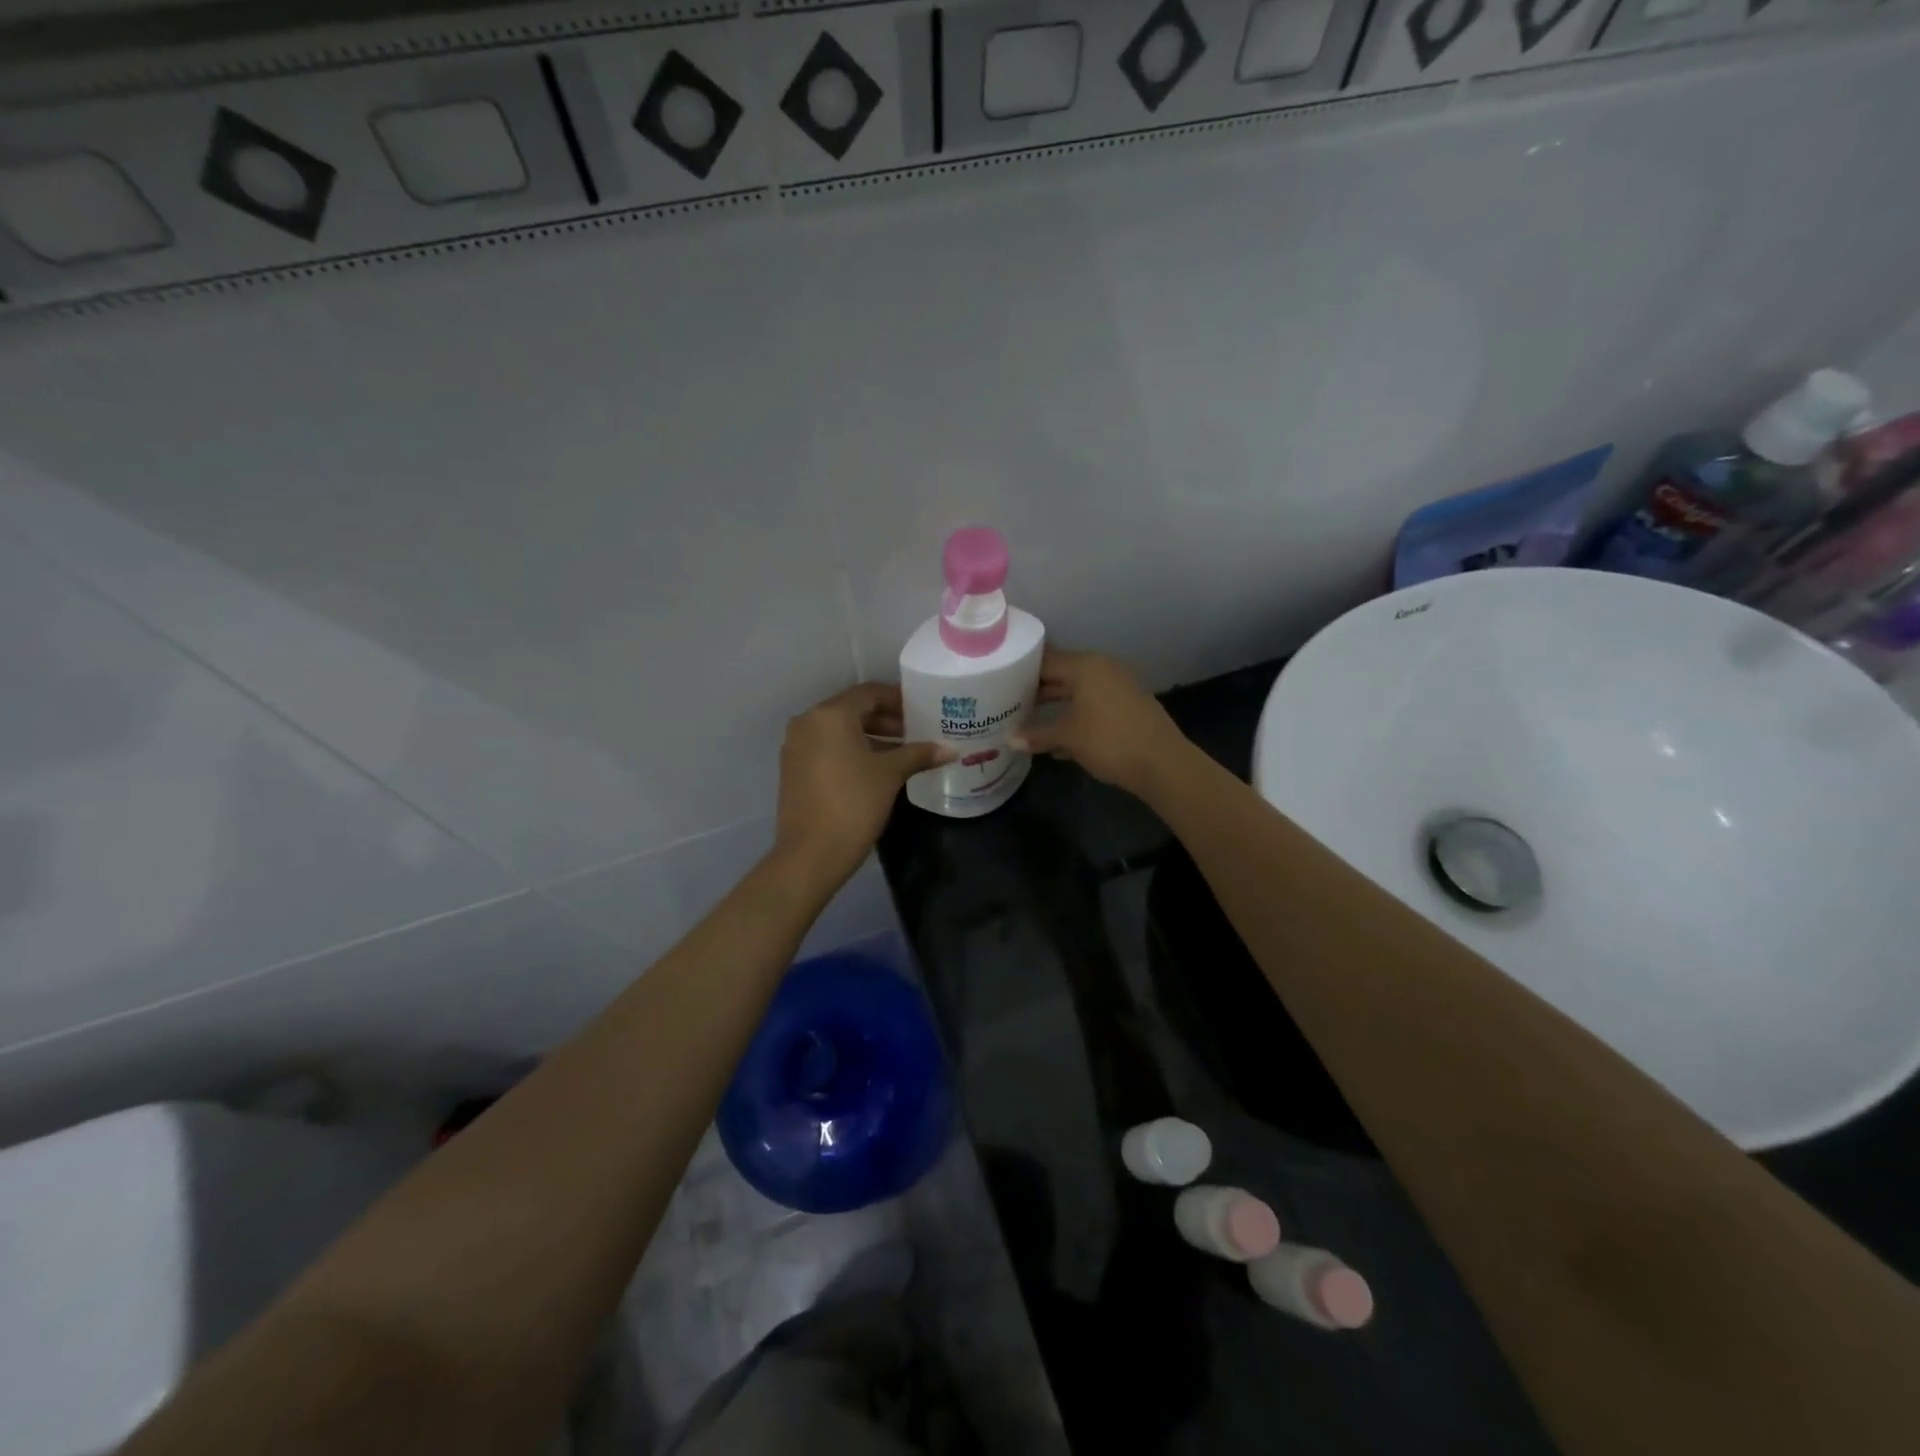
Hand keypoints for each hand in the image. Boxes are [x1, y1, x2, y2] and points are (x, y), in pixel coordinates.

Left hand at [774, 683, 949, 888]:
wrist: (811, 854)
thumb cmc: (854, 804)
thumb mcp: (890, 775)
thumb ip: (919, 754)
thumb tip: (950, 750)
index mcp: (830, 715)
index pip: (869, 693)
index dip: (898, 699)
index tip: (922, 710)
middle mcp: (808, 722)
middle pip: (853, 710)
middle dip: (886, 719)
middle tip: (916, 732)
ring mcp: (796, 746)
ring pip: (840, 731)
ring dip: (871, 737)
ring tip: (903, 752)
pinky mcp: (794, 769)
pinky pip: (828, 748)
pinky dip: (852, 751)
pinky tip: (877, 769)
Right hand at [1012, 647, 1191, 799]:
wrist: (1162, 764)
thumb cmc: (1109, 741)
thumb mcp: (1067, 737)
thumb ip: (1036, 734)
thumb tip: (1009, 739)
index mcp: (1085, 666)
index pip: (1045, 660)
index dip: (1020, 670)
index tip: (998, 681)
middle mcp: (1103, 668)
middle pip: (1061, 673)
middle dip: (1036, 689)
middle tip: (1008, 701)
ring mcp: (1119, 686)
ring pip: (1077, 690)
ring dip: (1055, 705)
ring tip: (1027, 719)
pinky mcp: (1128, 705)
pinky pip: (1093, 703)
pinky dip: (1075, 714)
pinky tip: (1058, 738)